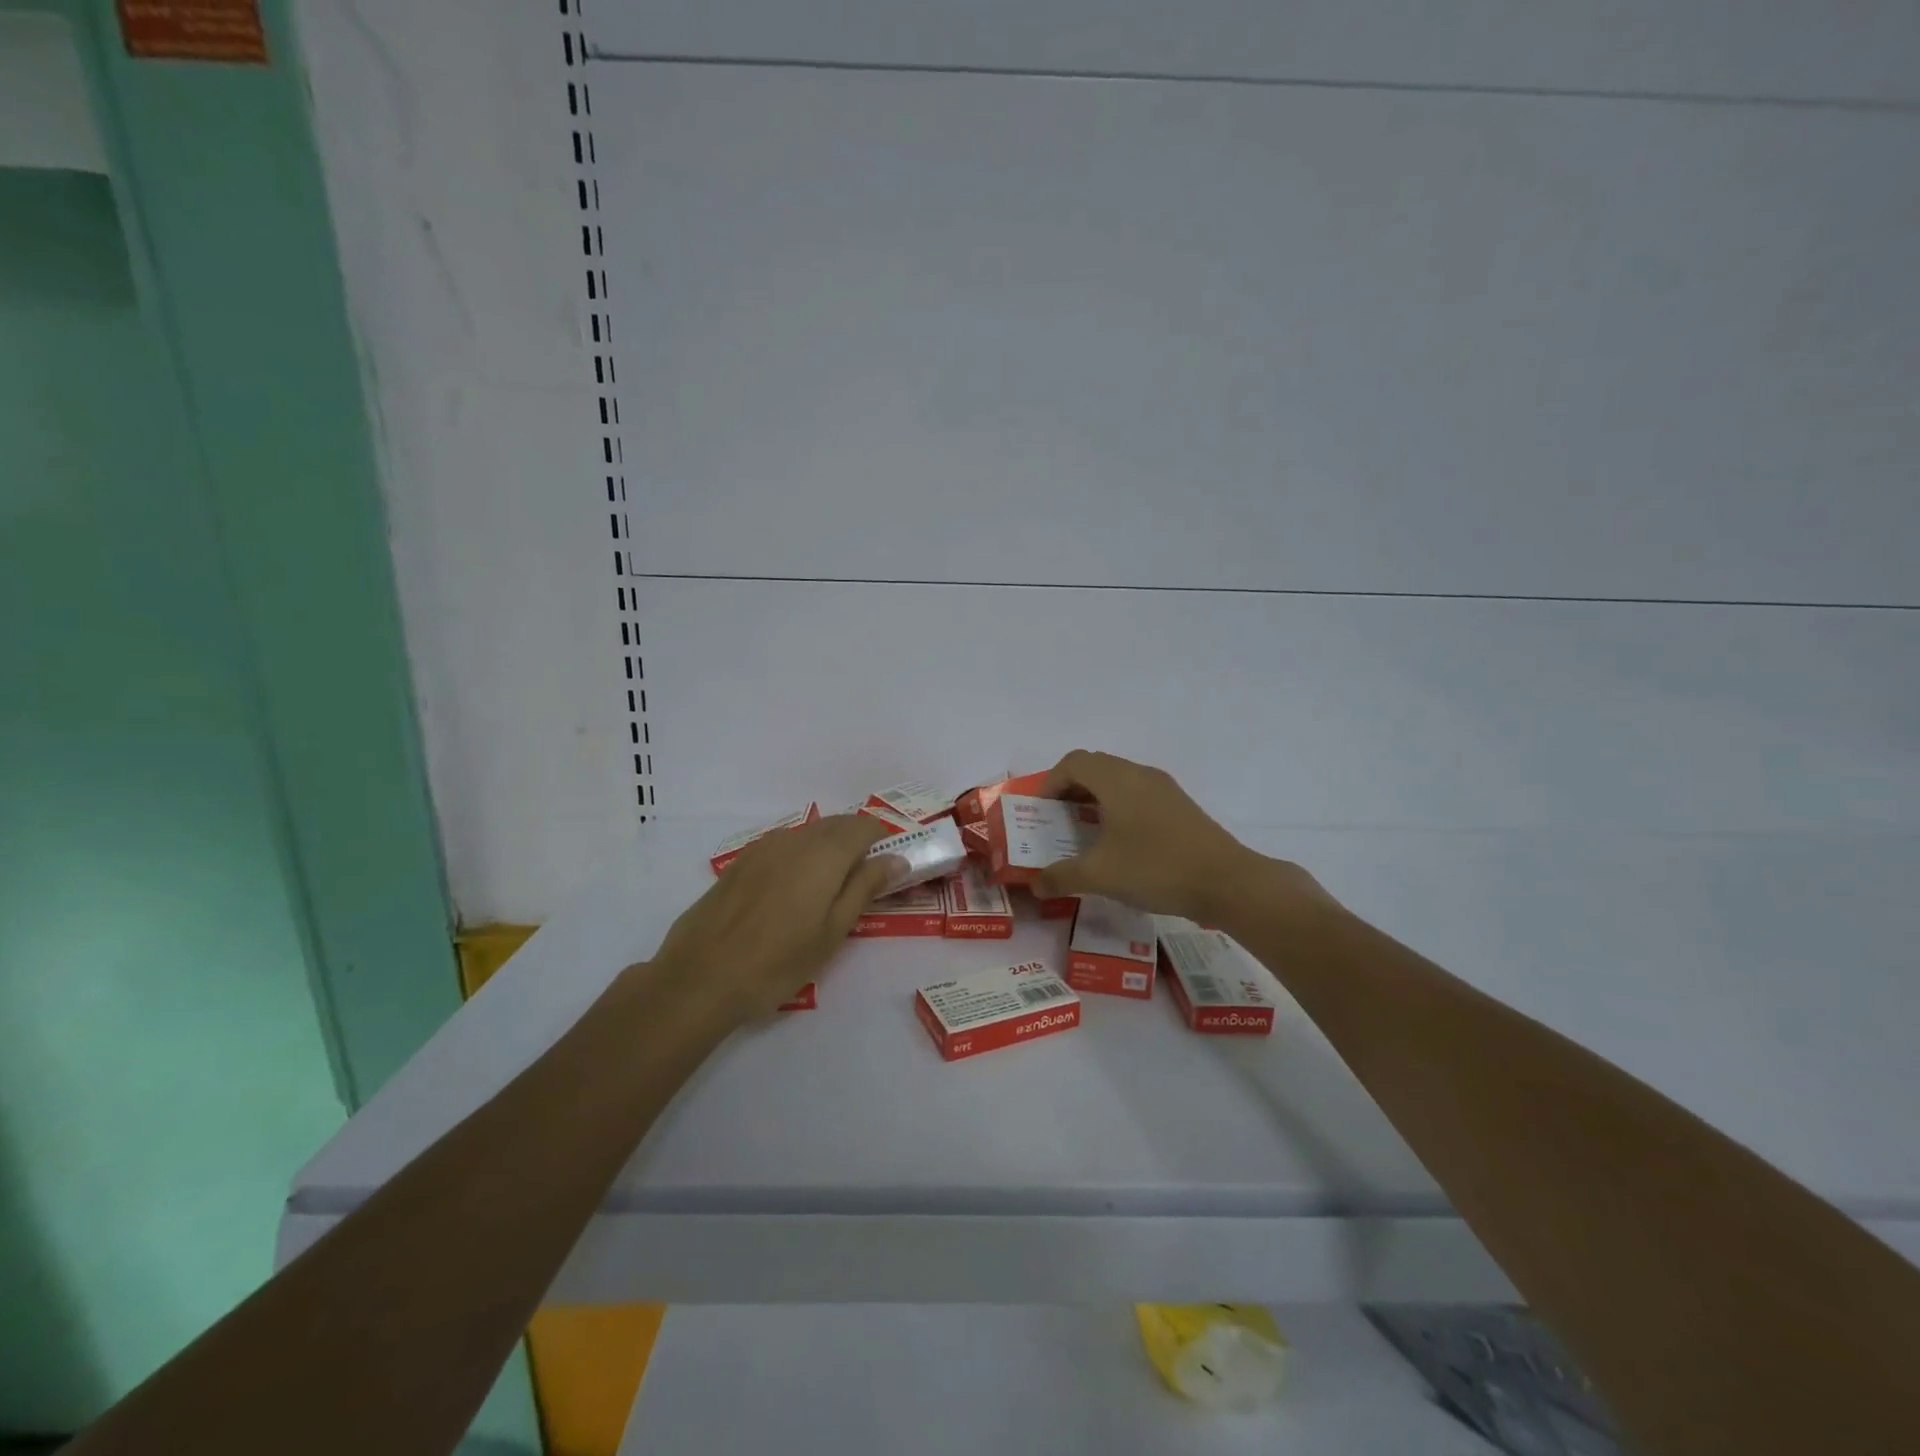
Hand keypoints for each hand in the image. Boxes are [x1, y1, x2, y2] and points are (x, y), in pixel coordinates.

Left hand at [653, 814, 899, 1022]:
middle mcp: (795, 839)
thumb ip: (865, 887)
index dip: (882, 841)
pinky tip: (793, 892)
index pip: (864, 826)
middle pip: (836, 825)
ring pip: (808, 834)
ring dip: (828, 850)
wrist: (700, 977)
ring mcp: (763, 847)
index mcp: (824, 852)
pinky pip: (783, 846)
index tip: (889, 868)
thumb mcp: (833, 931)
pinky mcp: (741, 862)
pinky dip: (800, 857)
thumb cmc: (778, 961)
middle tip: (864, 881)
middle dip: (856, 843)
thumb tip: (896, 858)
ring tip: (829, 890)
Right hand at [1032, 750, 1329, 924]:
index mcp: (1116, 780)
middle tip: (1058, 821)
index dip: (1050, 783)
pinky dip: (1118, 807)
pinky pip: (1138, 794)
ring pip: (1118, 780)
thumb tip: (1035, 884)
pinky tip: (1121, 843)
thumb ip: (1061, 877)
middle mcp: (1139, 774)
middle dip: (1070, 790)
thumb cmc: (1156, 868)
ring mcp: (1164, 788)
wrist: (1227, 882)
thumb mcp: (1100, 875)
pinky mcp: (1180, 806)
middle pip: (1095, 767)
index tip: (1041, 813)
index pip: (1073, 763)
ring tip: (1085, 832)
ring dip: (1095, 799)